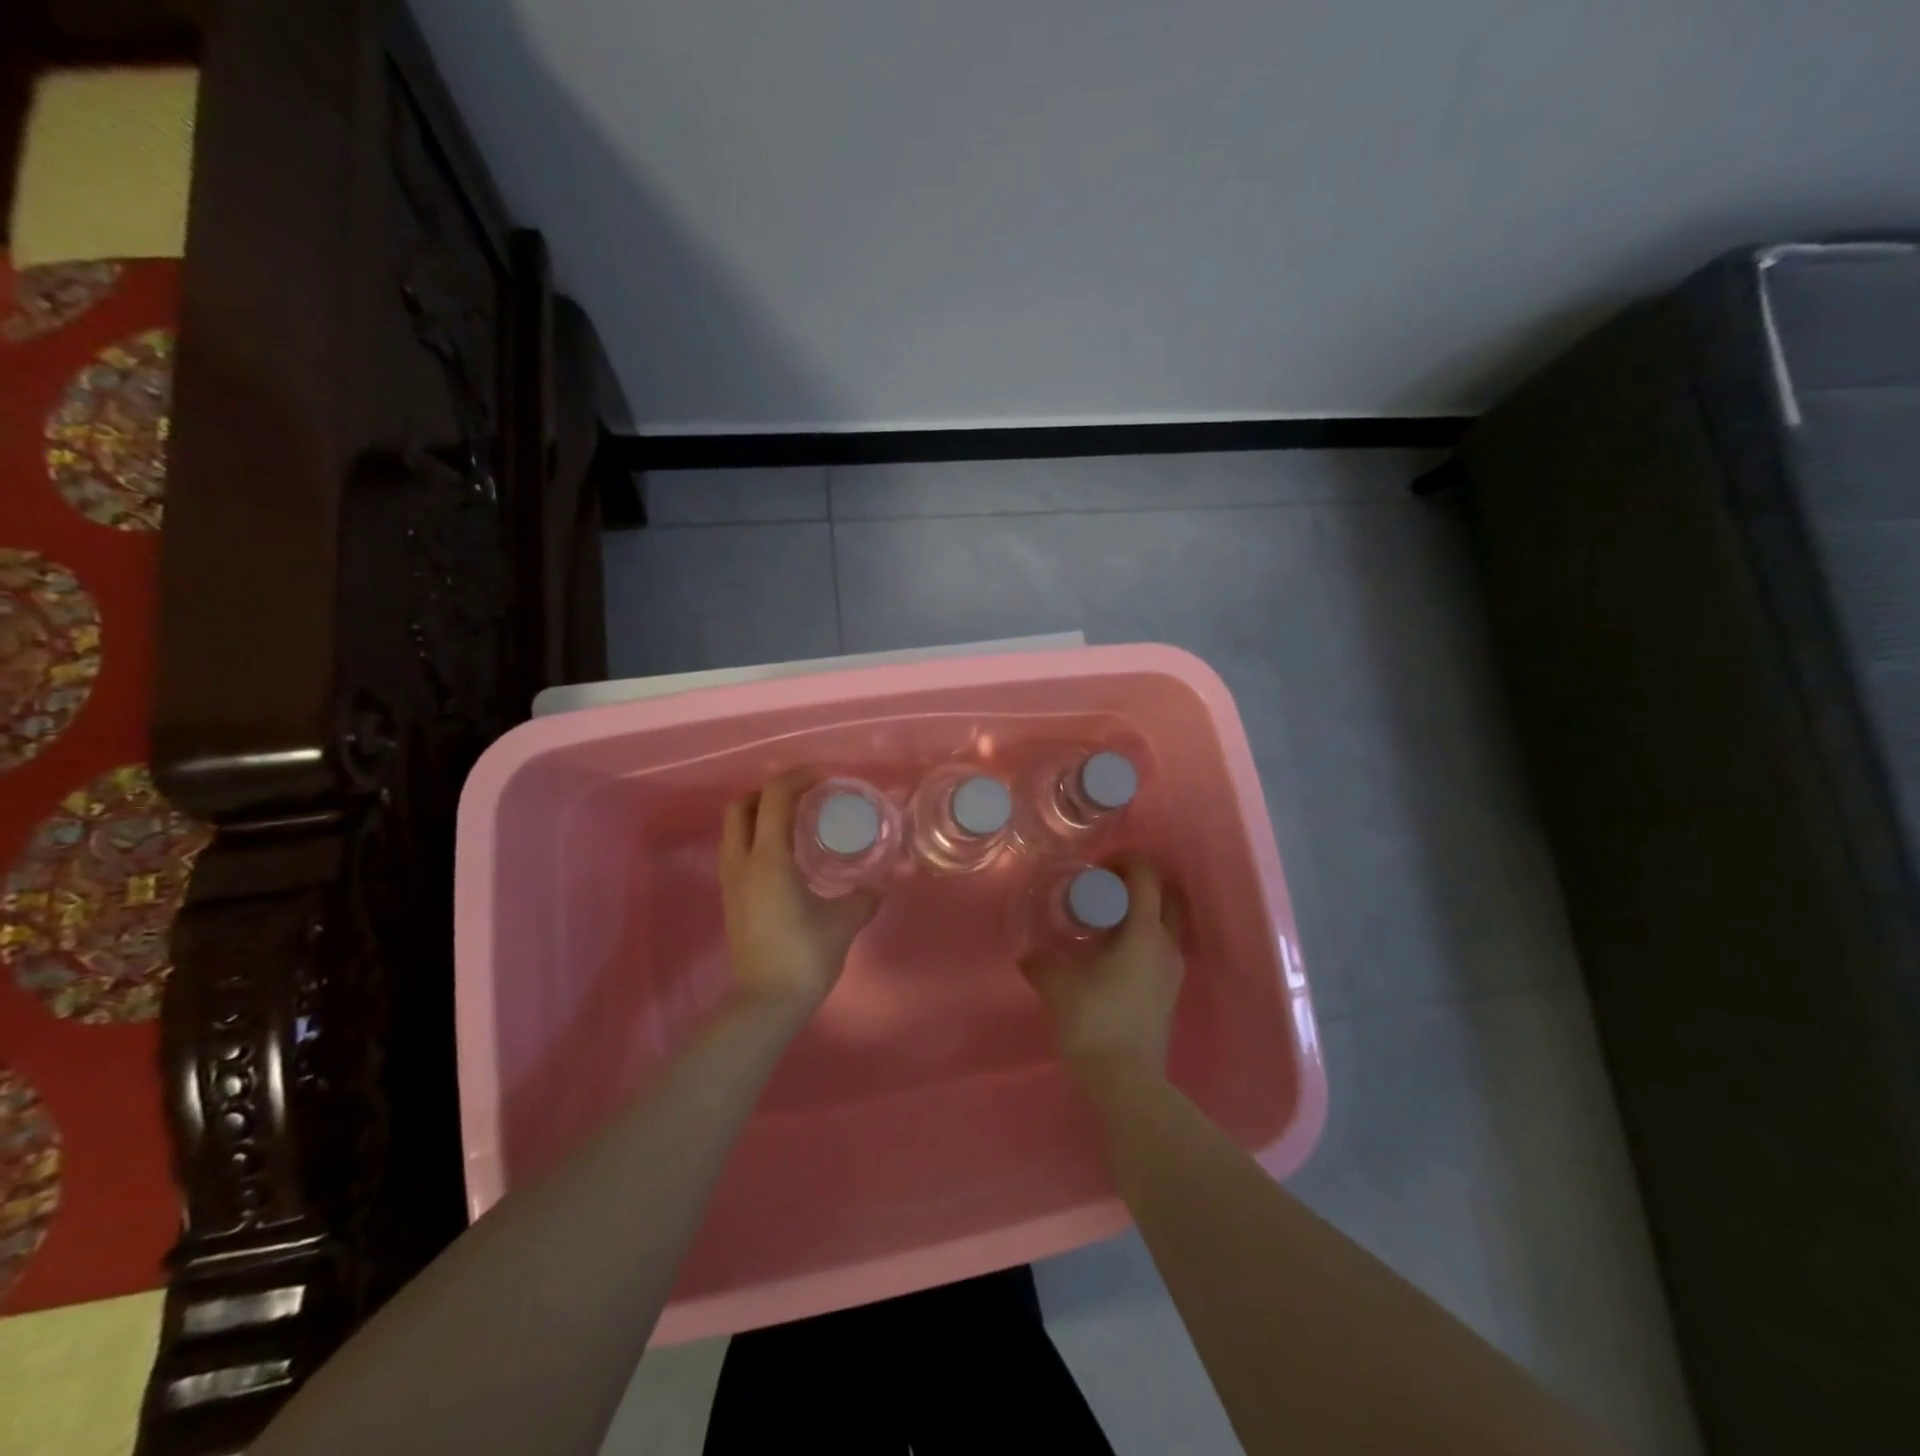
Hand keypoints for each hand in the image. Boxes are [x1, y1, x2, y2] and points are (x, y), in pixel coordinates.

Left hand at [719, 773, 883, 1012]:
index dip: (799, 778)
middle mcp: (742, 862)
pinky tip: (787, 853)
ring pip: (735, 827)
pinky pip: (738, 848)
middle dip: (772, 792)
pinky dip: (758, 836)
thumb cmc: (804, 956)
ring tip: (797, 821)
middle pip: (742, 805)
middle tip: (806, 797)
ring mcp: (731, 880)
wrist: (764, 1003)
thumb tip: (882, 885)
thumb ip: (865, 898)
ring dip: (762, 813)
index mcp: (768, 858)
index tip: (827, 779)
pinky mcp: (731, 897)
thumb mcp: (843, 923)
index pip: (775, 797)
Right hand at [1020, 861, 1185, 1083]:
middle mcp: (1167, 944)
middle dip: (1142, 881)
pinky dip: (1146, 934)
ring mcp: (1174, 969)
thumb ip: (1041, 962)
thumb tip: (1028, 952)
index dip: (1125, 861)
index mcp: (1145, 932)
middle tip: (1107, 887)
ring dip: (1146, 909)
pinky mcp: (1171, 990)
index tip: (1097, 868)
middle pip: (1169, 893)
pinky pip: (1164, 945)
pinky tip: (1115, 950)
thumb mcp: (1057, 985)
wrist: (1125, 1081)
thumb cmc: (1093, 1022)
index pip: (1147, 876)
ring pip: (1170, 921)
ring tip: (1109, 918)